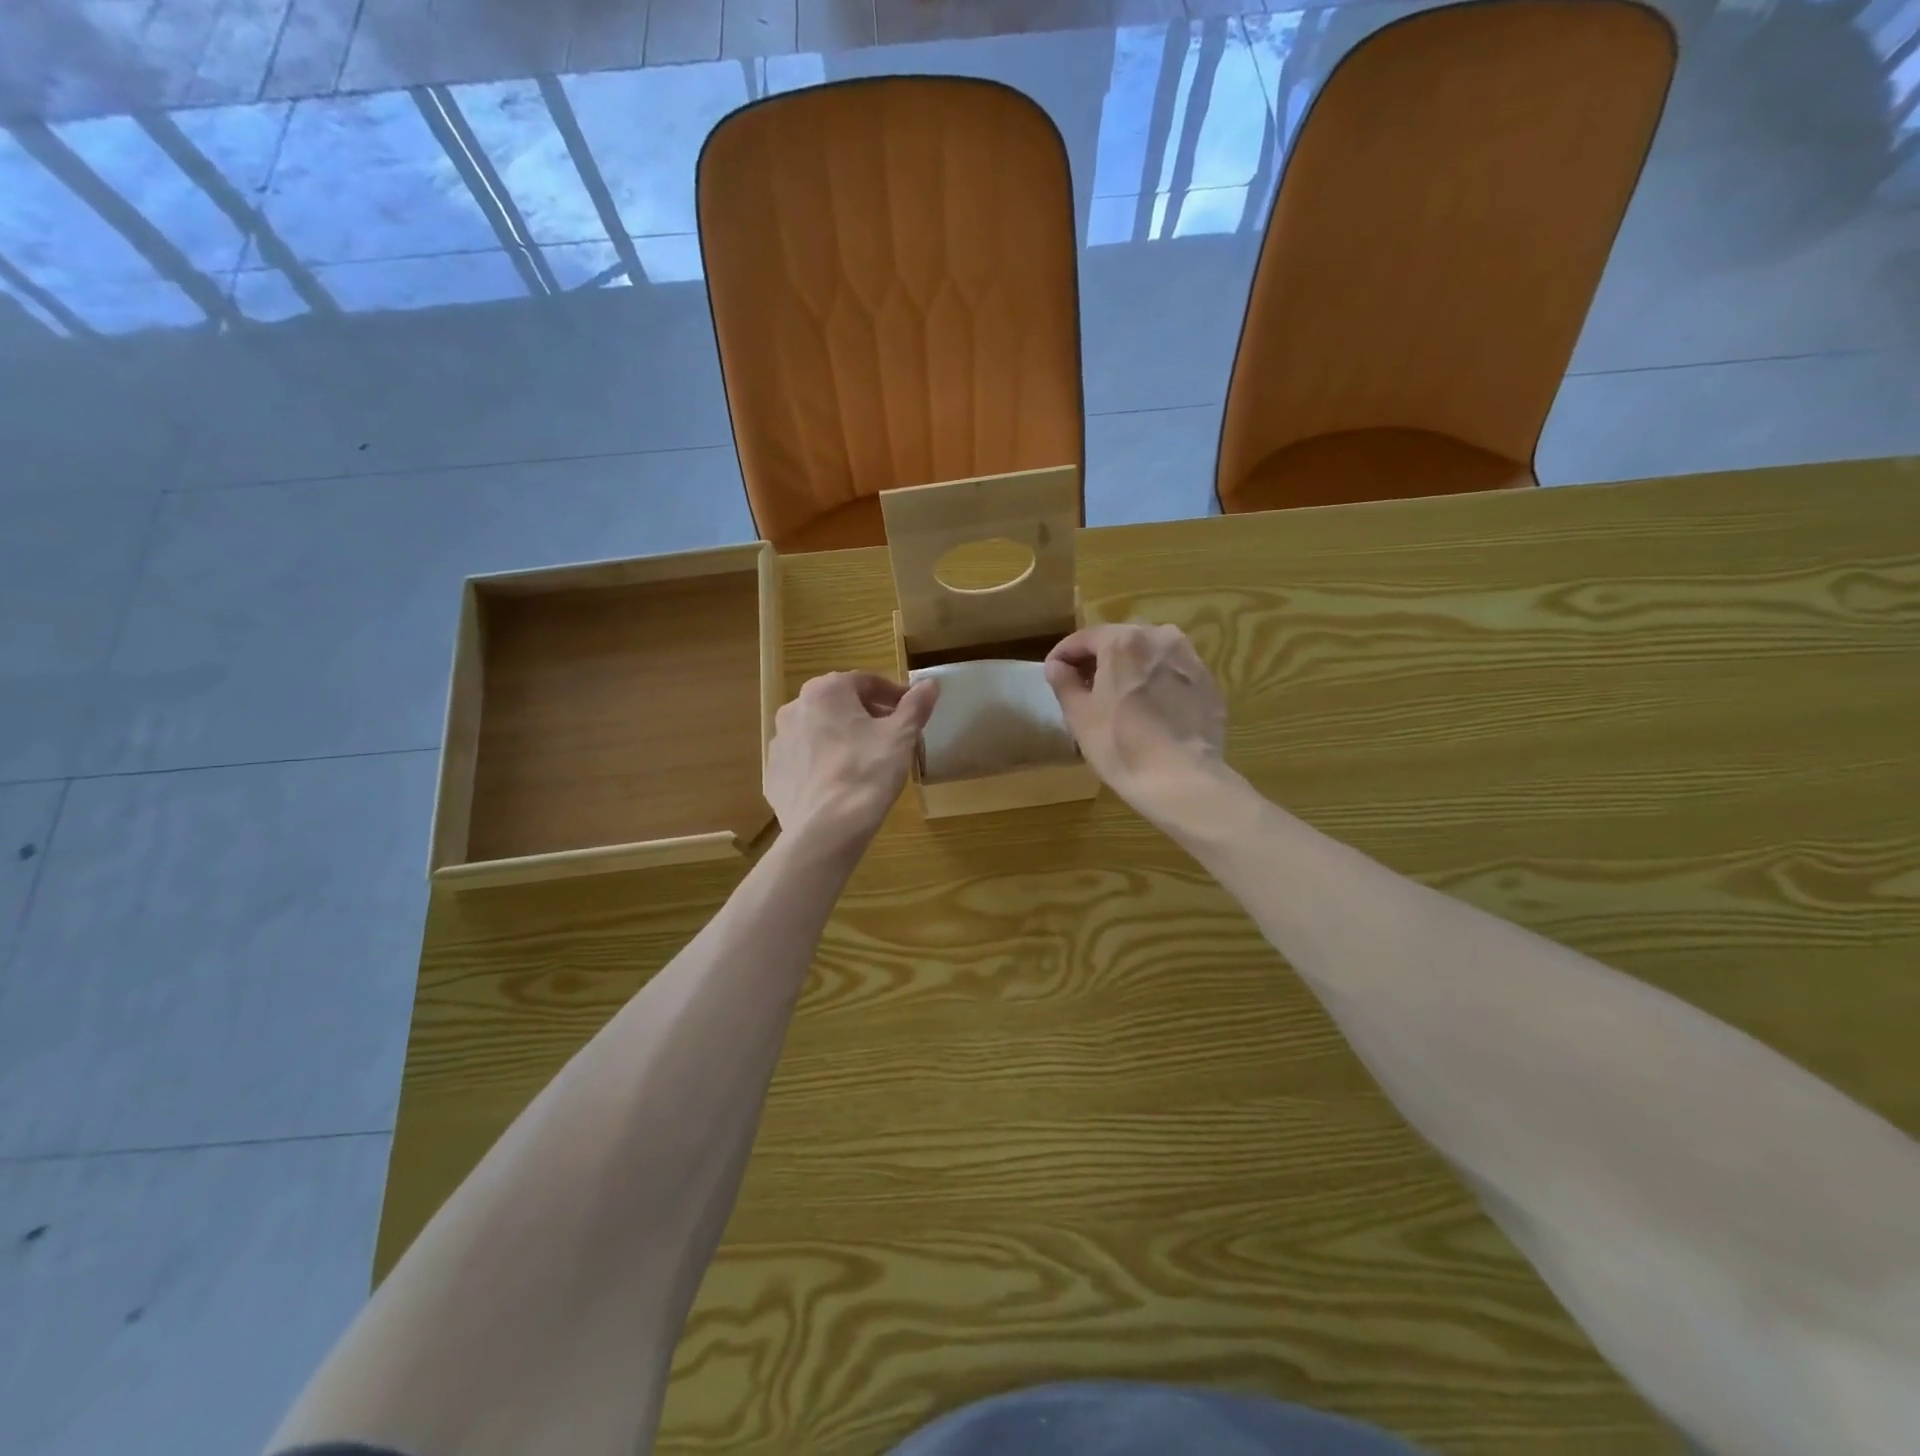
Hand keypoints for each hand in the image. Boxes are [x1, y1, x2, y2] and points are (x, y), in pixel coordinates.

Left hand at [764, 671, 938, 850]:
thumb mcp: (901, 736)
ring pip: (818, 732)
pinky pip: (804, 761)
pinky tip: (841, 784)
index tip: (910, 712)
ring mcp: (779, 743)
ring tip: (866, 762)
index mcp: (825, 691)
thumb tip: (930, 683)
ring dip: (842, 738)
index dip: (892, 695)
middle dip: (866, 715)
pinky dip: (822, 764)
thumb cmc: (868, 771)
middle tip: (891, 736)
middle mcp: (795, 709)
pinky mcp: (773, 775)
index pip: (866, 682)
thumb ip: (915, 706)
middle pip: (839, 704)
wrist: (826, 829)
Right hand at [1044, 624, 1227, 822]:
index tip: (1052, 672)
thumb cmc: (1120, 745)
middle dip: (1099, 659)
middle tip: (1084, 686)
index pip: (1084, 638)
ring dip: (1130, 668)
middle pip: (1120, 641)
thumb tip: (1057, 666)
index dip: (1063, 654)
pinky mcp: (1208, 683)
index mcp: (1123, 641)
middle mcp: (1160, 637)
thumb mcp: (1079, 716)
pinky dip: (1157, 682)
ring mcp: (1190, 658)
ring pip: (1150, 654)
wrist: (1182, 779)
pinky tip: (1150, 709)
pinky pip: (1173, 674)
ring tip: (1119, 696)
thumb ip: (1064, 683)